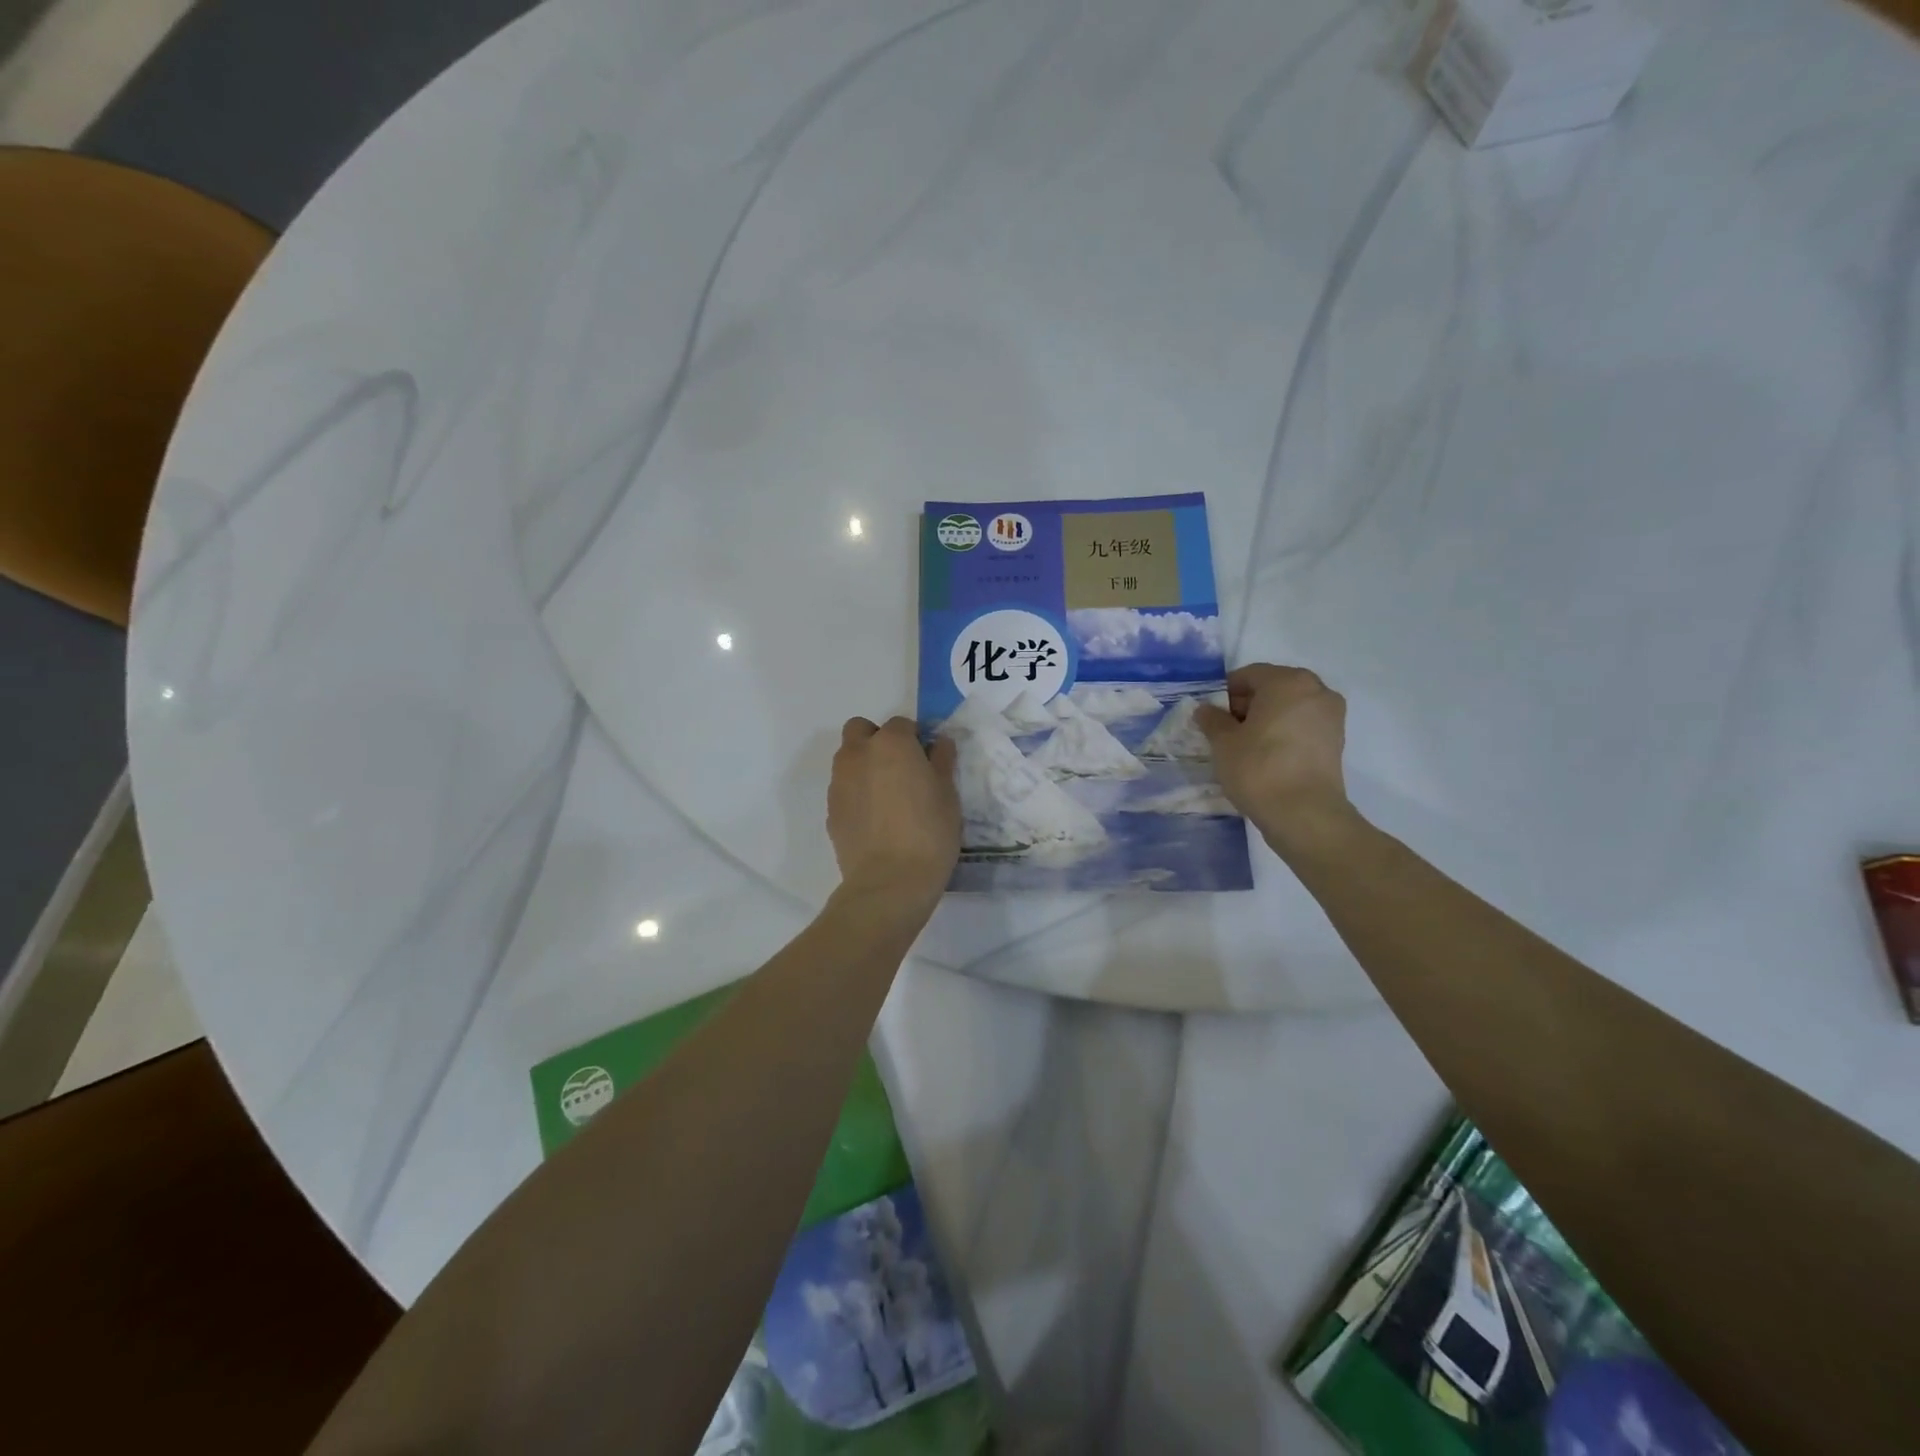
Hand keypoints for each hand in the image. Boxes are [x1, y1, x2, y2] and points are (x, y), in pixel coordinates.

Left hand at [828, 717, 960, 906]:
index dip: (915, 739)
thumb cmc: (929, 832)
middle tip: (900, 769)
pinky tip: (875, 820)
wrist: (889, 881)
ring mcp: (839, 782)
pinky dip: (856, 794)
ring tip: (887, 797)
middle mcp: (858, 754)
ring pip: (848, 759)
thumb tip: (938, 743)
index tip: (927, 760)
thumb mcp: (948, 794)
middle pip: (861, 730)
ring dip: (864, 765)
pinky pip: (843, 789)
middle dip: (878, 740)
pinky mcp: (830, 810)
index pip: (902, 724)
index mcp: (891, 743)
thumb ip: (941, 761)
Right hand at [1195, 664, 1354, 852]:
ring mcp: (1331, 716)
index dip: (1225, 693)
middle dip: (1247, 704)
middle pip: (1273, 688)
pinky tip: (1265, 755)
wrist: (1304, 814)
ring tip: (1244, 745)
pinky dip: (1283, 733)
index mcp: (1288, 681)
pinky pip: (1302, 726)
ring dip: (1266, 719)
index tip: (1210, 714)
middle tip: (1225, 729)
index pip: (1249, 675)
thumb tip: (1206, 710)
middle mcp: (1316, 690)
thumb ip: (1212, 720)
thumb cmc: (1258, 768)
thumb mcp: (1223, 743)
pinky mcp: (1336, 741)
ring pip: (1289, 708)